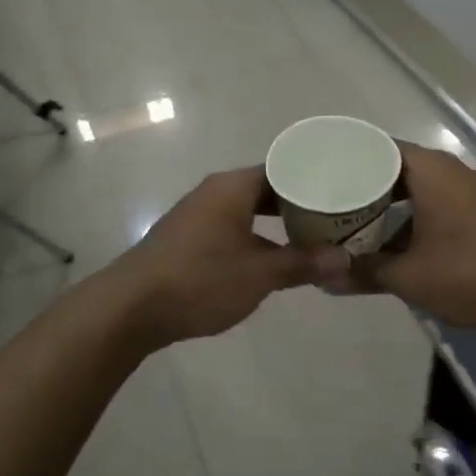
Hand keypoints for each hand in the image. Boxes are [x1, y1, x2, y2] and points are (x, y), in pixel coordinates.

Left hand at [111, 167, 350, 347]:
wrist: (131, 308)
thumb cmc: (200, 280)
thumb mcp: (258, 274)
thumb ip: (302, 264)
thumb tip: (344, 260)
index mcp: (233, 187)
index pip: (283, 167)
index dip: (314, 178)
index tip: (343, 190)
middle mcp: (215, 191)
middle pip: (267, 188)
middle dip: (300, 203)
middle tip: (336, 216)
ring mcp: (198, 214)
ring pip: (249, 209)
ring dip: (278, 222)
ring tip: (313, 237)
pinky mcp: (188, 238)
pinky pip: (233, 226)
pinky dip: (257, 236)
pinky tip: (273, 257)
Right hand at [339, 143, 475, 332]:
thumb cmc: (472, 272)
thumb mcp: (410, 276)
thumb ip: (364, 273)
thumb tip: (322, 278)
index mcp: (430, 170)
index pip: (376, 148)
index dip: (344, 160)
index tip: (317, 174)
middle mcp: (449, 172)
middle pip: (394, 170)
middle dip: (361, 188)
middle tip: (326, 204)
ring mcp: (469, 193)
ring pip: (415, 191)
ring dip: (387, 209)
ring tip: (351, 226)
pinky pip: (434, 206)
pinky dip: (411, 220)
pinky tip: (393, 246)